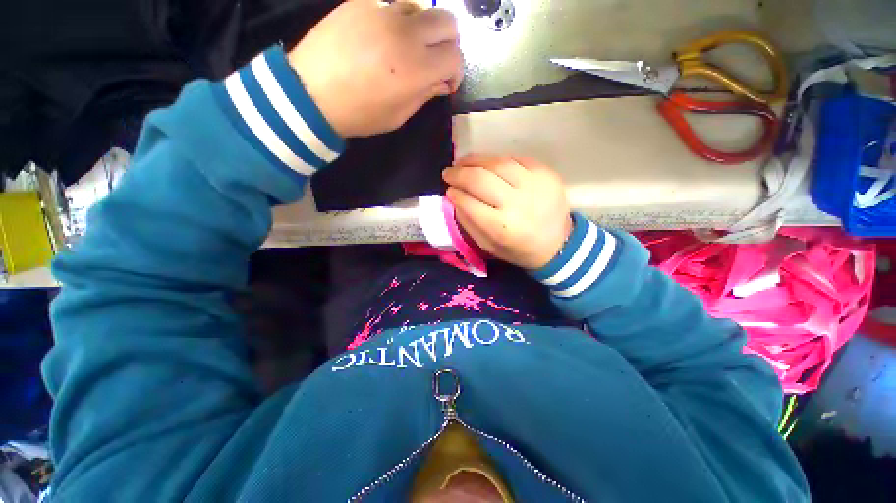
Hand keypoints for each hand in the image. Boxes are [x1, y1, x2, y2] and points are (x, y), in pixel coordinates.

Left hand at [287, 0, 462, 137]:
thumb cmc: (360, 114)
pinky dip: (398, 21)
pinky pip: (392, 5)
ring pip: (422, 8)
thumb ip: (425, 94)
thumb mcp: (399, 115)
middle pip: (448, 21)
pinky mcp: (361, 2)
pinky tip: (384, 38)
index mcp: (417, 68)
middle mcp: (405, 32)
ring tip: (408, 48)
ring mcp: (382, 11)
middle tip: (435, 61)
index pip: (455, 57)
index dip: (456, 72)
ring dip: (424, 29)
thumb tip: (442, 82)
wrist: (311, 93)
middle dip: (448, 43)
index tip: (446, 83)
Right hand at [443, 155, 573, 270]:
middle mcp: (517, 203)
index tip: (448, 190)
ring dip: (475, 160)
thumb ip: (468, 222)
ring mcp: (534, 185)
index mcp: (502, 227)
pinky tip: (488, 164)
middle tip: (448, 172)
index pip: (469, 203)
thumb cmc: (519, 249)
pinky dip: (497, 160)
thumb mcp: (488, 246)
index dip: (454, 193)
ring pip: (497, 163)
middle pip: (480, 178)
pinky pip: (515, 159)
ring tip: (463, 163)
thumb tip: (454, 197)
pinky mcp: (546, 173)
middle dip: (458, 173)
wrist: (559, 244)